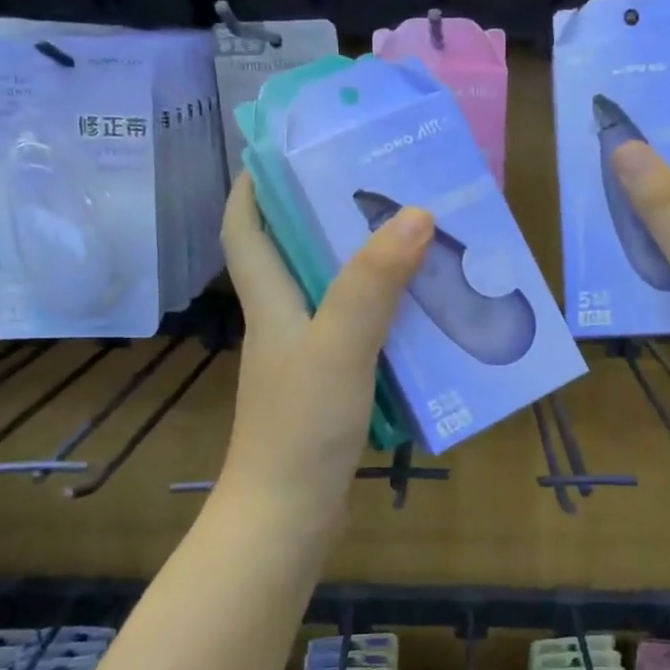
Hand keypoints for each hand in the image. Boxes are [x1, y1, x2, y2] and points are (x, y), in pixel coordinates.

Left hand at [215, 174, 430, 544]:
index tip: (287, 151)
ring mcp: (307, 358)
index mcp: (270, 303)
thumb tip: (415, 212)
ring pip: (335, 295)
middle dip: (329, 216)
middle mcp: (284, 323)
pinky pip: (359, 334)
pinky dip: (386, 317)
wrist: (289, 518)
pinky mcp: (331, 389)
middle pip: (296, 254)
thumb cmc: (300, 427)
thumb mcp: (339, 345)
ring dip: (368, 267)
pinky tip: (425, 315)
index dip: (253, 187)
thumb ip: (372, 282)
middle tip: (384, 187)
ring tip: (418, 241)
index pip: (244, 230)